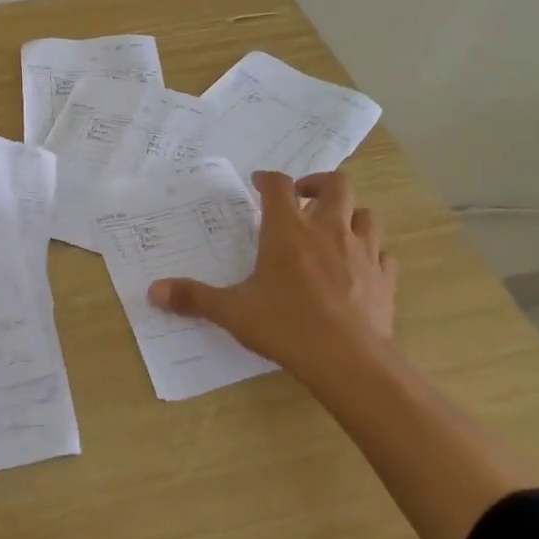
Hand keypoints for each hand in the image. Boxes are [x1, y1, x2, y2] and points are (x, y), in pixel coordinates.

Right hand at [147, 170, 397, 392]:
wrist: (348, 360)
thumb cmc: (285, 325)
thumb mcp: (232, 311)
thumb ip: (194, 297)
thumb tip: (153, 291)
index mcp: (288, 229)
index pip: (278, 185)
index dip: (267, 179)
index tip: (258, 183)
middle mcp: (328, 229)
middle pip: (336, 184)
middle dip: (318, 184)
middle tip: (303, 197)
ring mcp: (363, 251)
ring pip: (366, 214)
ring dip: (350, 214)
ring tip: (334, 228)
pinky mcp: (385, 277)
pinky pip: (383, 253)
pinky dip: (372, 252)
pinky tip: (360, 267)